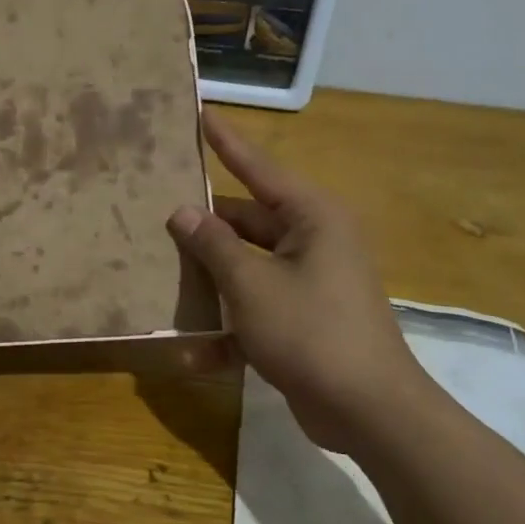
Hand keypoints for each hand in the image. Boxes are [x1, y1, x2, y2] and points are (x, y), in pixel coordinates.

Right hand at [167, 110, 431, 449]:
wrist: (367, 410)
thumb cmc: (310, 332)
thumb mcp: (251, 285)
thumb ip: (213, 245)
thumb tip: (183, 213)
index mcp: (312, 218)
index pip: (259, 168)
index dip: (227, 142)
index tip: (202, 113)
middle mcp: (314, 241)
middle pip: (247, 220)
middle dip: (204, 222)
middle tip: (156, 208)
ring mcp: (310, 281)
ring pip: (247, 263)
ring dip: (211, 273)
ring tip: (160, 264)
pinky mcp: (303, 318)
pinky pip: (257, 303)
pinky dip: (230, 320)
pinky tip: (193, 343)